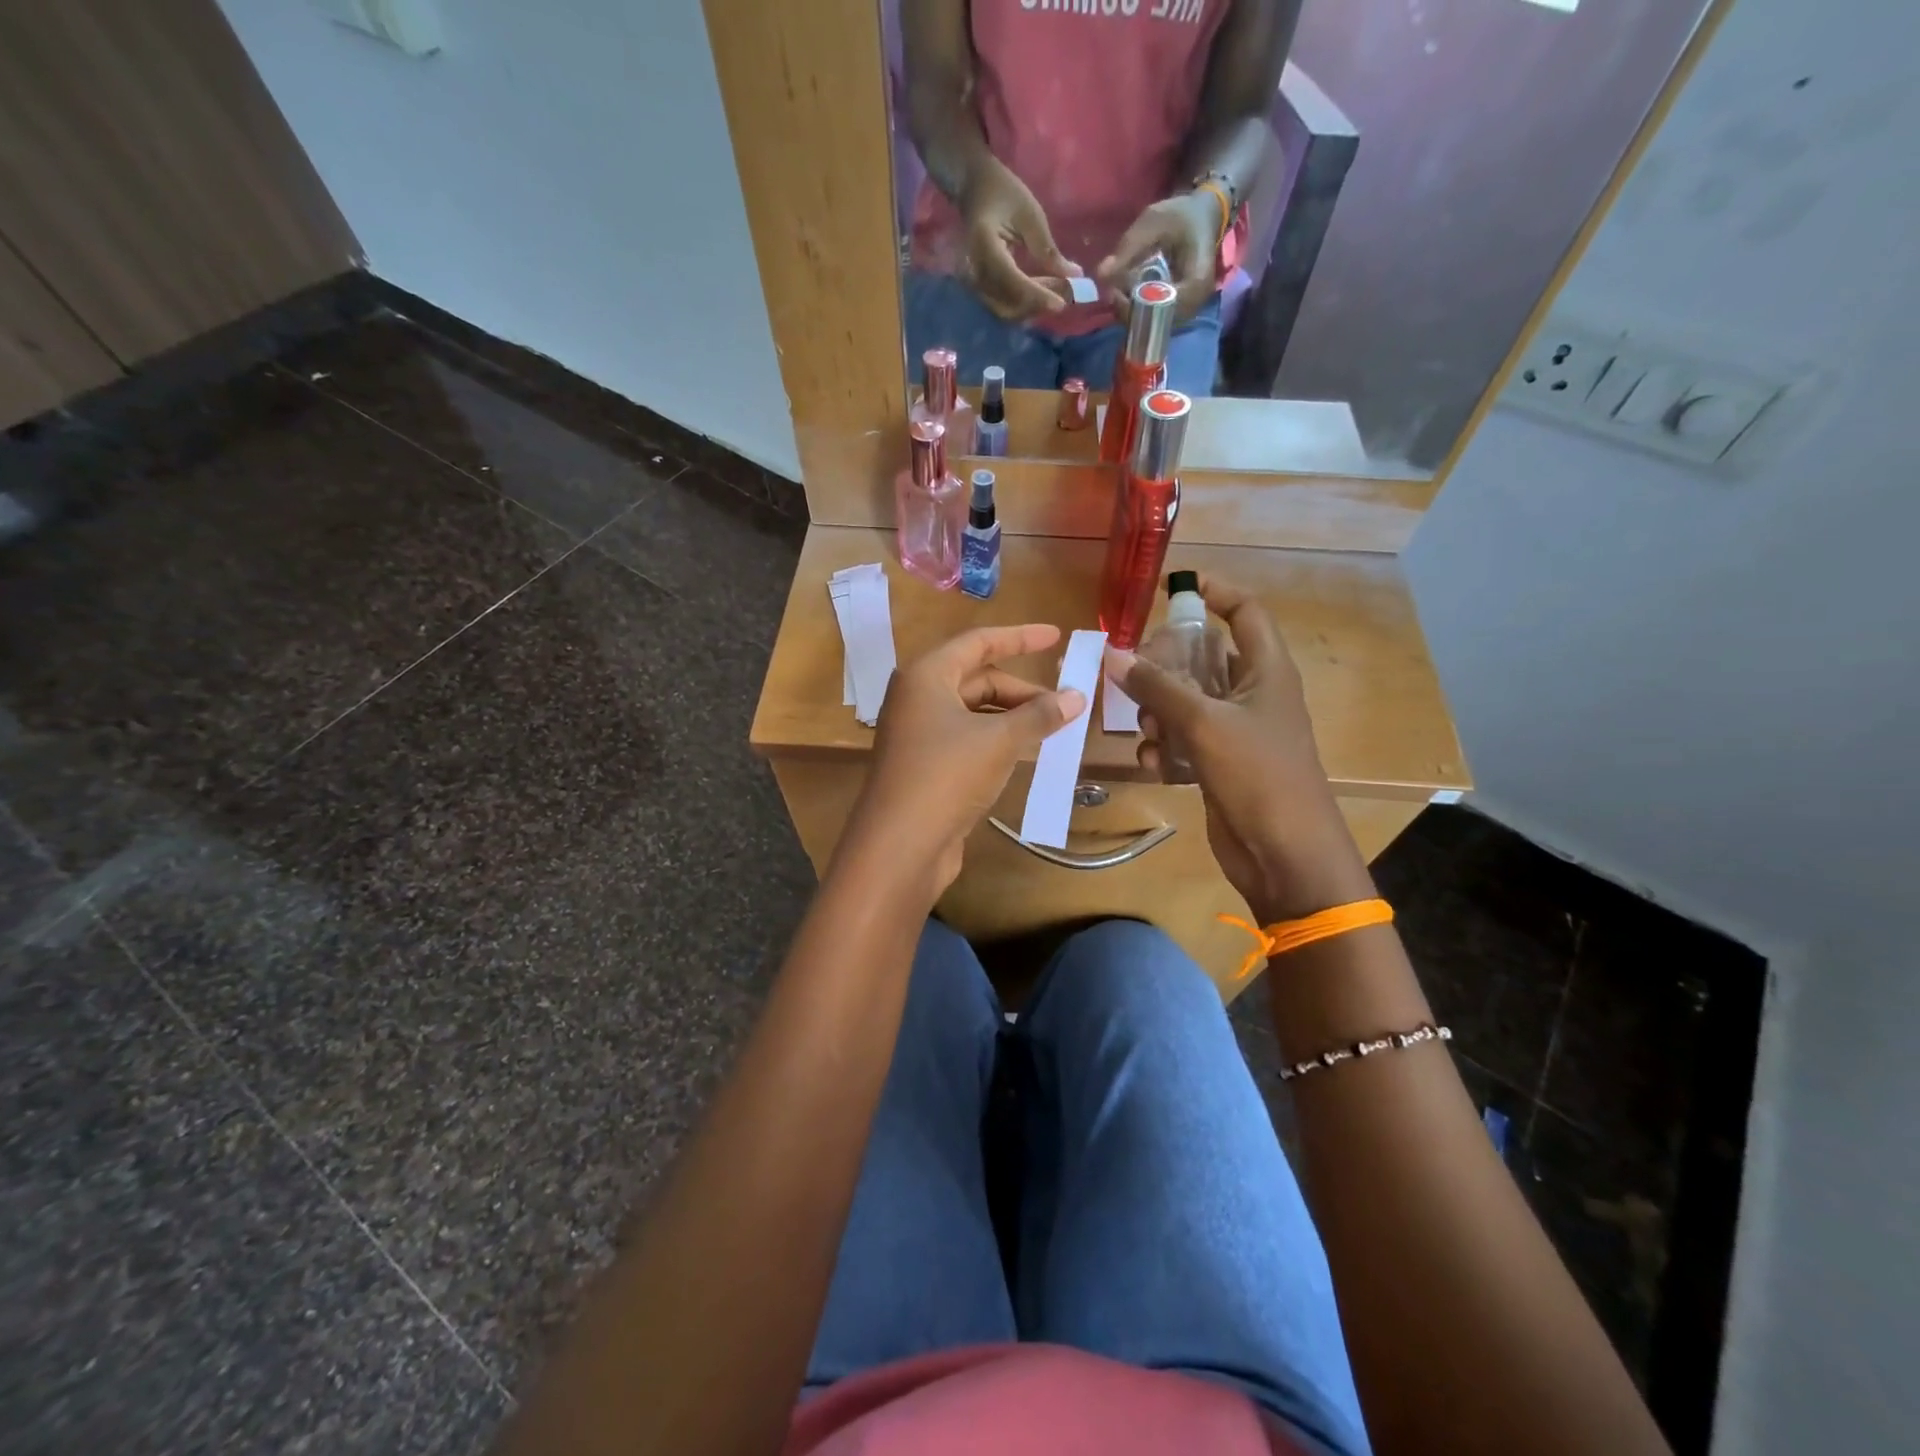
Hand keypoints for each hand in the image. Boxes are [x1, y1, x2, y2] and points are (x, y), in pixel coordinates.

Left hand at [842, 623, 1086, 899]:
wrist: (900, 844)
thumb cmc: (947, 776)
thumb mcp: (1000, 741)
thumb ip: (1039, 715)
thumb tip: (1077, 697)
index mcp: (926, 675)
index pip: (979, 642)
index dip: (1020, 637)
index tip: (1057, 636)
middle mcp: (917, 697)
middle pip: (977, 679)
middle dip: (1022, 690)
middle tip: (1065, 705)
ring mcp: (918, 733)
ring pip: (974, 712)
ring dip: (1013, 718)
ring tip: (1052, 730)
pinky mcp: (924, 765)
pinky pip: (968, 739)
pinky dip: (997, 740)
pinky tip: (1025, 753)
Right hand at [959, 158, 1080, 320]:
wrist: (974, 188)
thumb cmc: (1003, 192)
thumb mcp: (1030, 214)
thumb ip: (1047, 249)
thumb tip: (1073, 276)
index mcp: (985, 247)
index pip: (1012, 282)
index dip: (1037, 296)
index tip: (1062, 304)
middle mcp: (975, 271)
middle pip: (1008, 304)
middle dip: (1038, 304)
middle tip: (1066, 292)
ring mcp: (975, 282)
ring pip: (1006, 309)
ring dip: (1033, 306)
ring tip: (1057, 289)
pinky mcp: (980, 287)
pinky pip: (1003, 304)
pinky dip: (1025, 303)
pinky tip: (1042, 290)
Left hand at [1096, 191, 1219, 323]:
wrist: (1201, 216)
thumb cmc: (1181, 216)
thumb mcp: (1154, 222)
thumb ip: (1129, 247)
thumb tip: (1101, 274)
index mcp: (1196, 282)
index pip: (1163, 309)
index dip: (1136, 306)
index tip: (1116, 292)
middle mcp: (1194, 304)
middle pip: (1157, 322)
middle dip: (1130, 311)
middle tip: (1112, 292)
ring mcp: (1186, 311)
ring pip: (1153, 325)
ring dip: (1131, 312)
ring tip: (1117, 292)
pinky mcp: (1177, 311)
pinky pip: (1153, 320)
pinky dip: (1136, 310)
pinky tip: (1126, 295)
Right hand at [1106, 575, 1374, 921]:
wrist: (1285, 854)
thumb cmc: (1258, 775)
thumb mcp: (1204, 724)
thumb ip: (1158, 687)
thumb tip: (1115, 655)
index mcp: (1266, 671)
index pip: (1245, 613)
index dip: (1215, 592)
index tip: (1173, 587)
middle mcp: (1252, 694)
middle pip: (1204, 658)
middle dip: (1167, 664)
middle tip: (1133, 671)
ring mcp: (1236, 731)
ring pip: (1187, 701)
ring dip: (1159, 710)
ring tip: (1145, 727)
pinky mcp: (1220, 764)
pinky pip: (1184, 740)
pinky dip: (1165, 747)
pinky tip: (1151, 763)